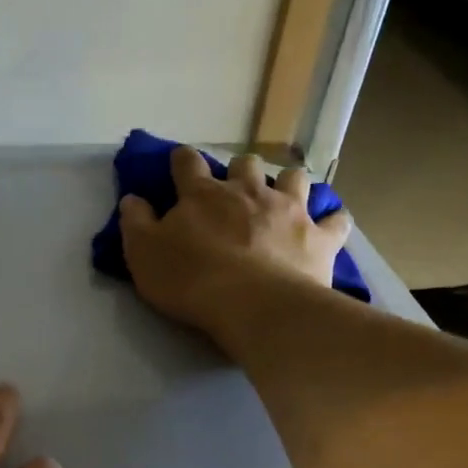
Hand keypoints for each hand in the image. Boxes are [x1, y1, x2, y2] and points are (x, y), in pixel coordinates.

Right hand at [119, 145, 351, 345]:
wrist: (253, 305)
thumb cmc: (192, 281)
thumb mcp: (144, 256)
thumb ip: (136, 224)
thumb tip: (132, 199)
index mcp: (203, 194)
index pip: (187, 162)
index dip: (181, 162)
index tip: (179, 167)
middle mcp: (249, 191)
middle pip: (246, 164)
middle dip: (240, 172)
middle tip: (234, 194)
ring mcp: (290, 210)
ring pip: (294, 179)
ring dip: (287, 185)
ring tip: (283, 202)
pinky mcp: (319, 238)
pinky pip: (335, 221)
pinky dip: (332, 222)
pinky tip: (327, 228)